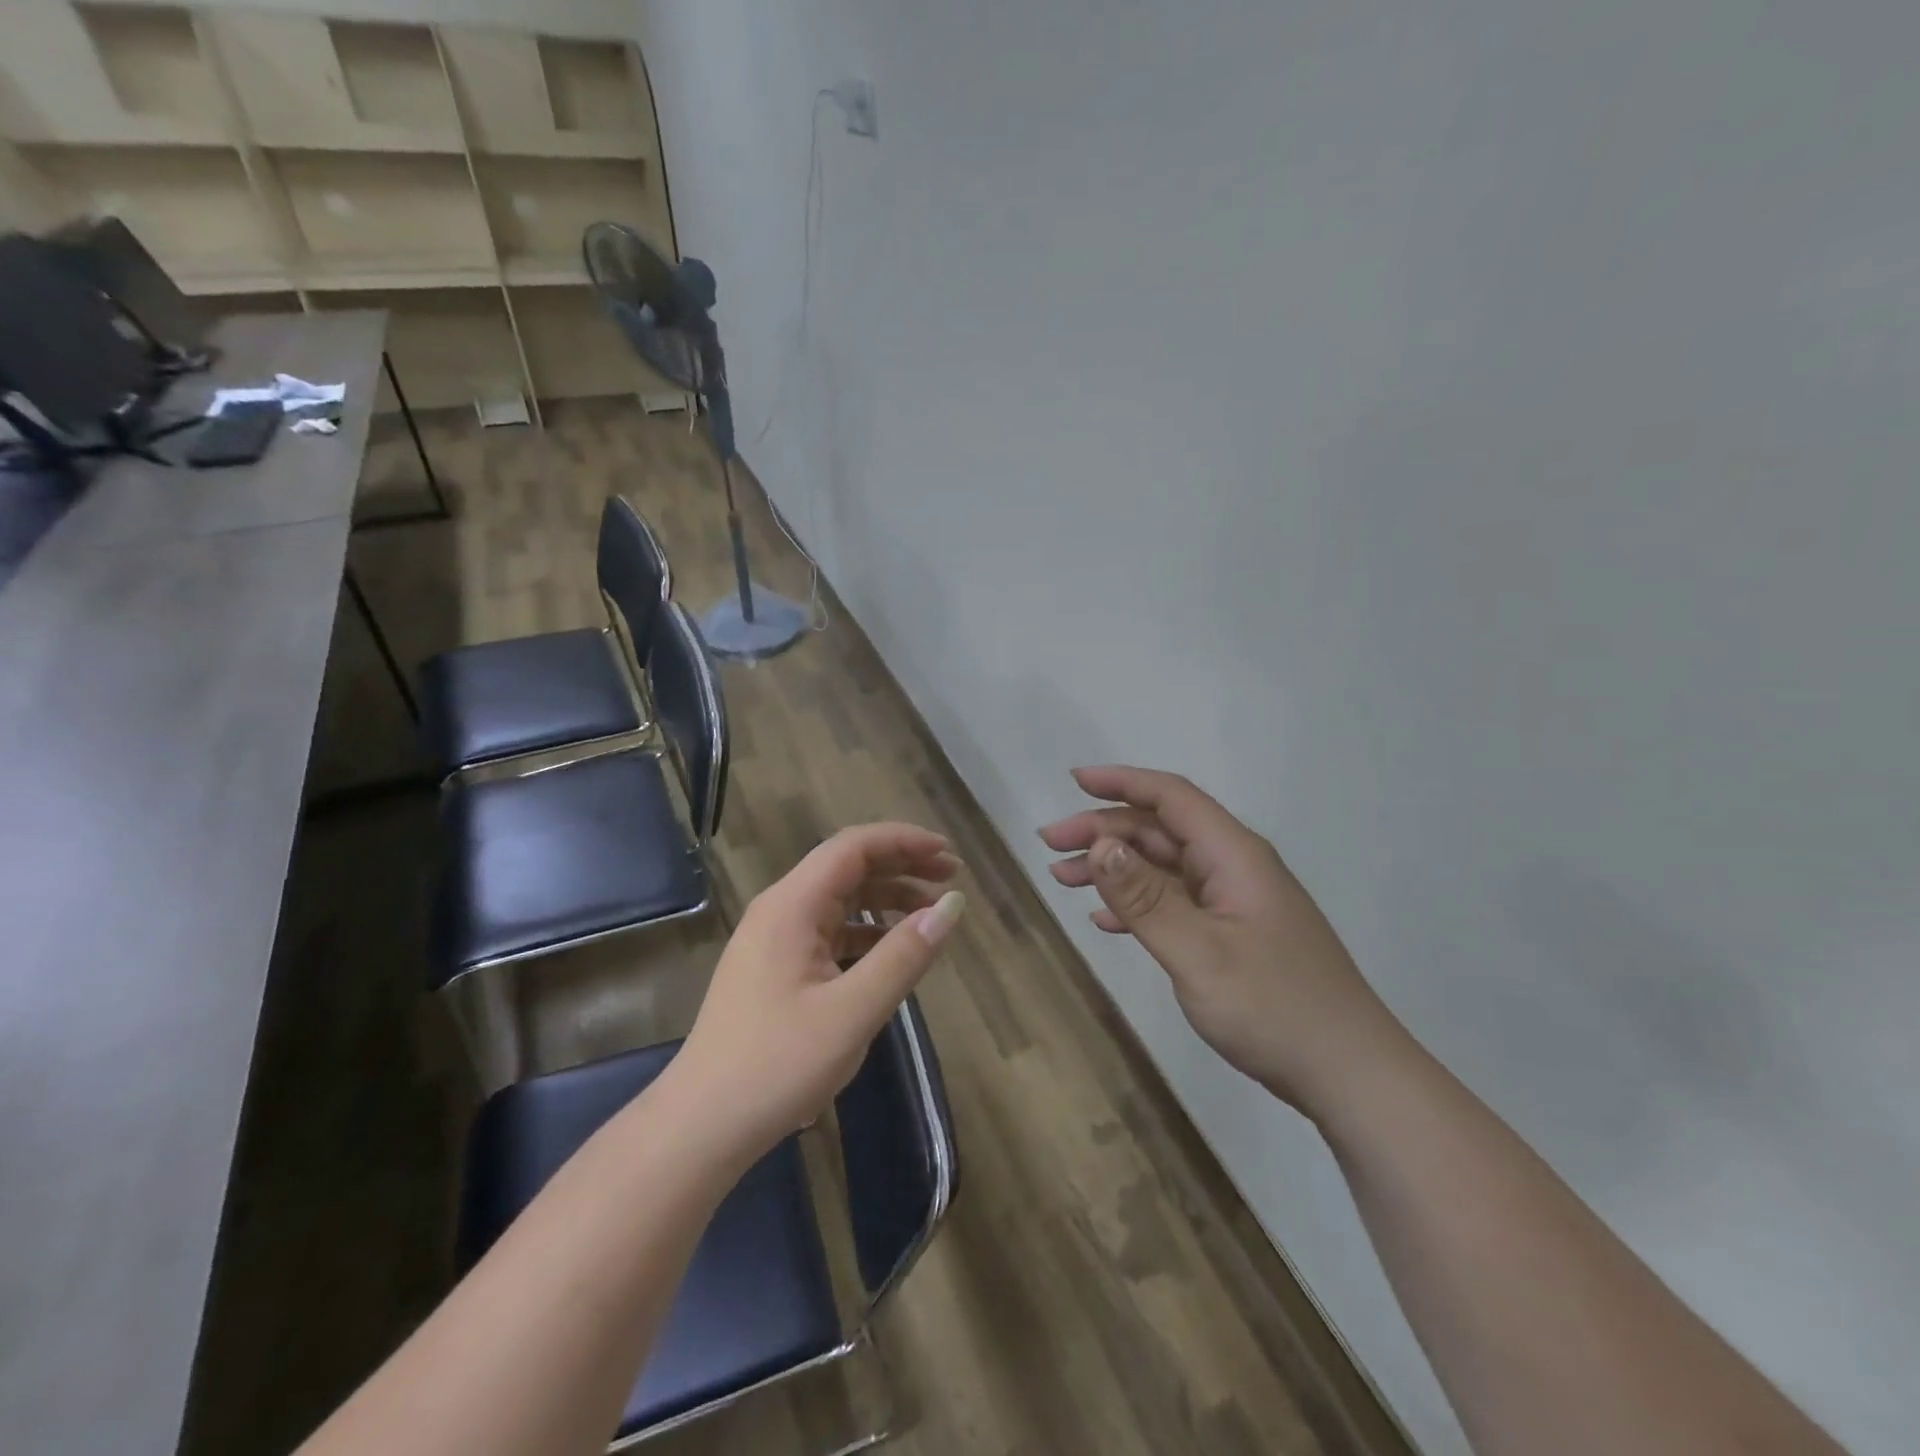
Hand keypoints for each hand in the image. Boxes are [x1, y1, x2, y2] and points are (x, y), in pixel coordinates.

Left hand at [673, 823, 965, 1159]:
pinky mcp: (776, 968)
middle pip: (847, 866)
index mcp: (792, 905)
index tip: (949, 854)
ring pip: (839, 899)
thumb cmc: (778, 1065)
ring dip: (886, 898)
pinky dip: (867, 931)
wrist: (702, 1127)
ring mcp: (774, 939)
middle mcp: (780, 910)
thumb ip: (905, 954)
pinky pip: (829, 931)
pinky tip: (893, 951)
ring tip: (931, 913)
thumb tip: (952, 905)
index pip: (853, 847)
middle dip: (901, 865)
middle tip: (950, 877)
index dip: (904, 841)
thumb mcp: (853, 1011)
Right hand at [1040, 766, 1403, 1113]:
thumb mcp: (1198, 952)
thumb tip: (1099, 844)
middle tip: (1051, 847)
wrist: (1351, 1075)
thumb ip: (1144, 897)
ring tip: (1063, 879)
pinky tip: (1105, 920)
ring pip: (1164, 867)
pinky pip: (1175, 902)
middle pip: (1161, 830)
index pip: (1171, 797)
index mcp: (1233, 855)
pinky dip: (1136, 903)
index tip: (1073, 780)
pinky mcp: (1235, 934)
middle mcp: (1235, 867)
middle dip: (1103, 831)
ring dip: (1114, 868)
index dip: (1121, 782)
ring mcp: (1236, 902)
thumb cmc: (1275, 1008)